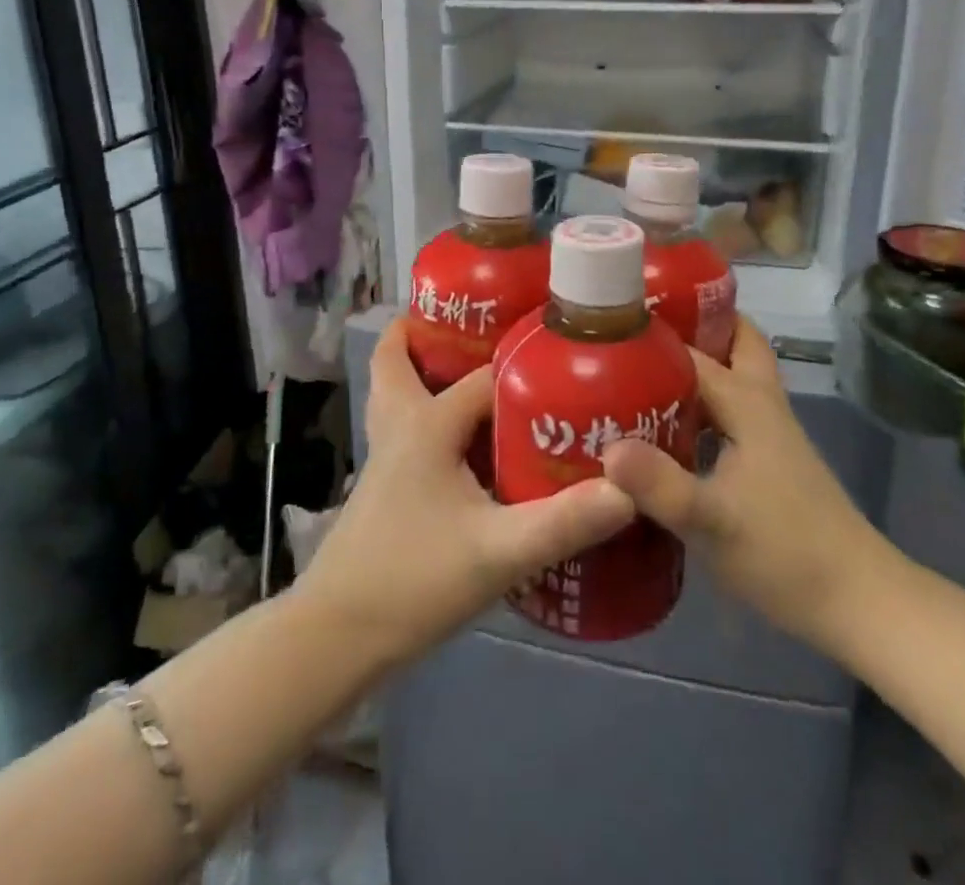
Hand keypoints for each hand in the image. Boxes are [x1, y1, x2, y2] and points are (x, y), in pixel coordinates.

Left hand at [295, 319, 635, 670]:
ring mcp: (386, 455)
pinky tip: (464, 443)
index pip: (483, 377)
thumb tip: (629, 490)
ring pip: (395, 391)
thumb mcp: (497, 553)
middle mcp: (400, 426)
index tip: (562, 359)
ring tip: (468, 367)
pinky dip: (425, 411)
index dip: (523, 369)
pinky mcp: (385, 485)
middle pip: (399, 360)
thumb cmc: (412, 581)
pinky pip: (405, 426)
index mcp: (426, 424)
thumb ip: (563, 522)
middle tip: (482, 327)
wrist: (336, 636)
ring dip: (420, 369)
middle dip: (430, 335)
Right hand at [601, 318, 894, 653]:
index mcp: (747, 402)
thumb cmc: (785, 553)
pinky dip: (700, 402)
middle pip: (733, 341)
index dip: (650, 336)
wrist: (857, 601)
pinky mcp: (768, 459)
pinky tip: (665, 426)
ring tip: (637, 371)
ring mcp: (768, 431)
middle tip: (637, 332)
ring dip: (696, 362)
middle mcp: (760, 403)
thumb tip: (605, 448)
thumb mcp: (711, 521)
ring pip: (732, 375)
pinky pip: (728, 410)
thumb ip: (658, 484)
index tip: (603, 329)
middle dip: (694, 325)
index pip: (692, 350)